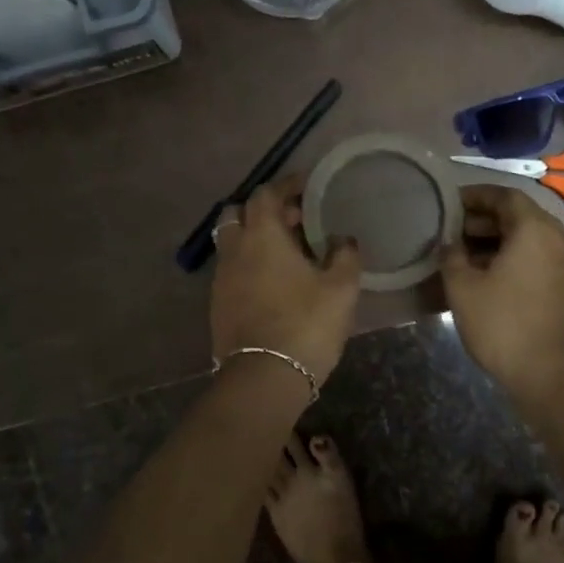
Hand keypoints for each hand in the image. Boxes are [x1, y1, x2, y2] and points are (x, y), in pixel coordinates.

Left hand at [210, 175, 362, 384]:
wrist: (264, 377)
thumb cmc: (306, 324)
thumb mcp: (341, 288)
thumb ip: (345, 255)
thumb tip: (342, 238)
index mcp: (262, 236)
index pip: (266, 194)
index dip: (286, 185)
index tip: (305, 186)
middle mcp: (235, 250)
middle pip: (238, 214)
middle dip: (264, 210)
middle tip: (294, 220)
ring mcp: (221, 279)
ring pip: (232, 243)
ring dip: (254, 238)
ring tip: (287, 253)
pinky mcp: (218, 305)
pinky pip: (232, 270)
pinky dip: (249, 264)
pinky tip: (273, 282)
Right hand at [439, 185, 563, 402]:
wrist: (548, 371)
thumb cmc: (502, 323)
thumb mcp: (462, 287)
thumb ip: (451, 256)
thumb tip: (449, 243)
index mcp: (534, 229)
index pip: (504, 196)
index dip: (475, 196)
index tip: (449, 204)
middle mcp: (557, 238)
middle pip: (518, 216)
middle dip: (483, 220)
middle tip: (451, 232)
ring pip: (528, 239)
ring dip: (497, 241)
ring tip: (463, 256)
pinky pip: (537, 259)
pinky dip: (513, 258)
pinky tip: (487, 277)